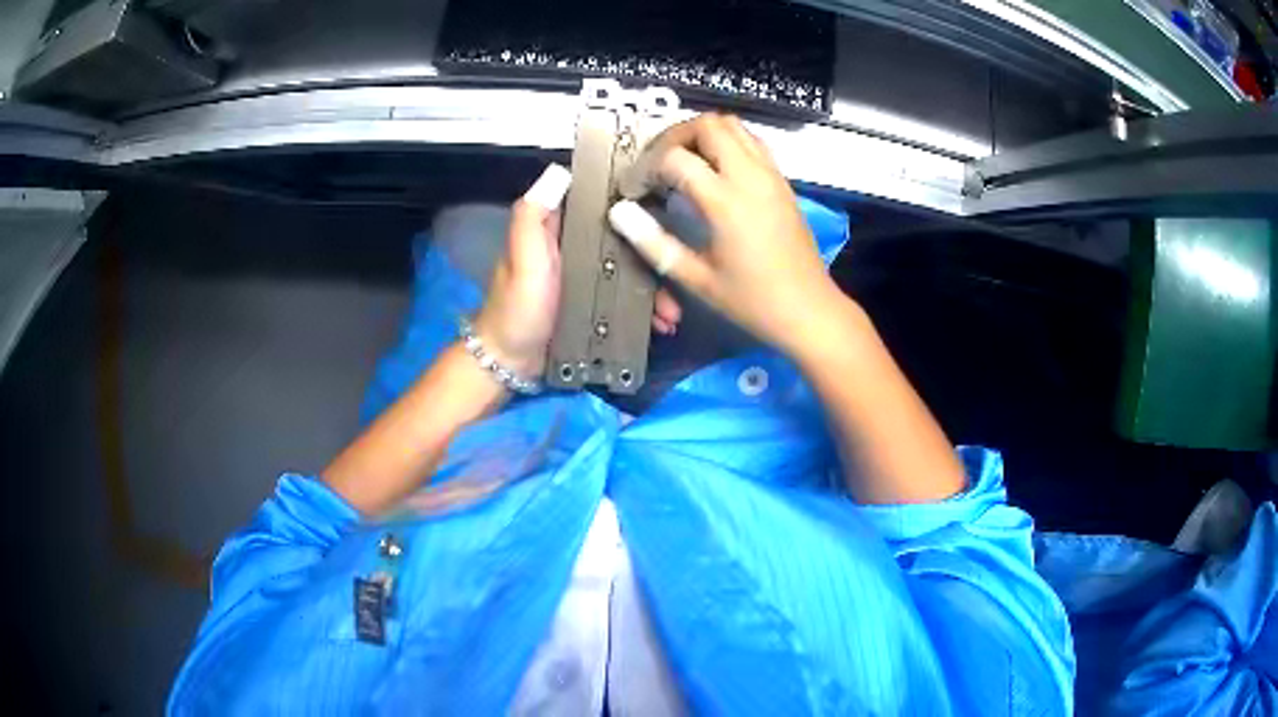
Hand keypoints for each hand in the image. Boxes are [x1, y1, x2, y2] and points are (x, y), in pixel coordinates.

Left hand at [474, 164, 683, 378]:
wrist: (511, 364)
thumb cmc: (517, 307)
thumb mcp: (522, 258)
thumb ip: (533, 217)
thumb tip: (560, 172)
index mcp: (560, 231)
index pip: (600, 205)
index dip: (631, 203)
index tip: (664, 209)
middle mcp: (578, 250)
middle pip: (625, 243)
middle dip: (653, 259)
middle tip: (676, 277)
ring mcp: (589, 281)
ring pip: (631, 275)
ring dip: (654, 291)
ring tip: (670, 315)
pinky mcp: (596, 308)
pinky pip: (628, 302)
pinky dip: (645, 312)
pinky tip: (661, 326)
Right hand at [608, 114, 843, 357]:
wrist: (809, 309)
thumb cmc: (753, 301)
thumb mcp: (697, 279)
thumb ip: (654, 243)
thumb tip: (620, 213)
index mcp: (726, 201)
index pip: (675, 158)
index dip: (647, 168)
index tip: (636, 191)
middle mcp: (750, 176)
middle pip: (707, 125)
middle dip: (675, 137)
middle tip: (658, 164)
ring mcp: (770, 174)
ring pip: (733, 125)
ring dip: (702, 134)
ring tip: (683, 161)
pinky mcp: (782, 180)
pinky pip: (751, 141)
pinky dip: (727, 142)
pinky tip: (715, 170)